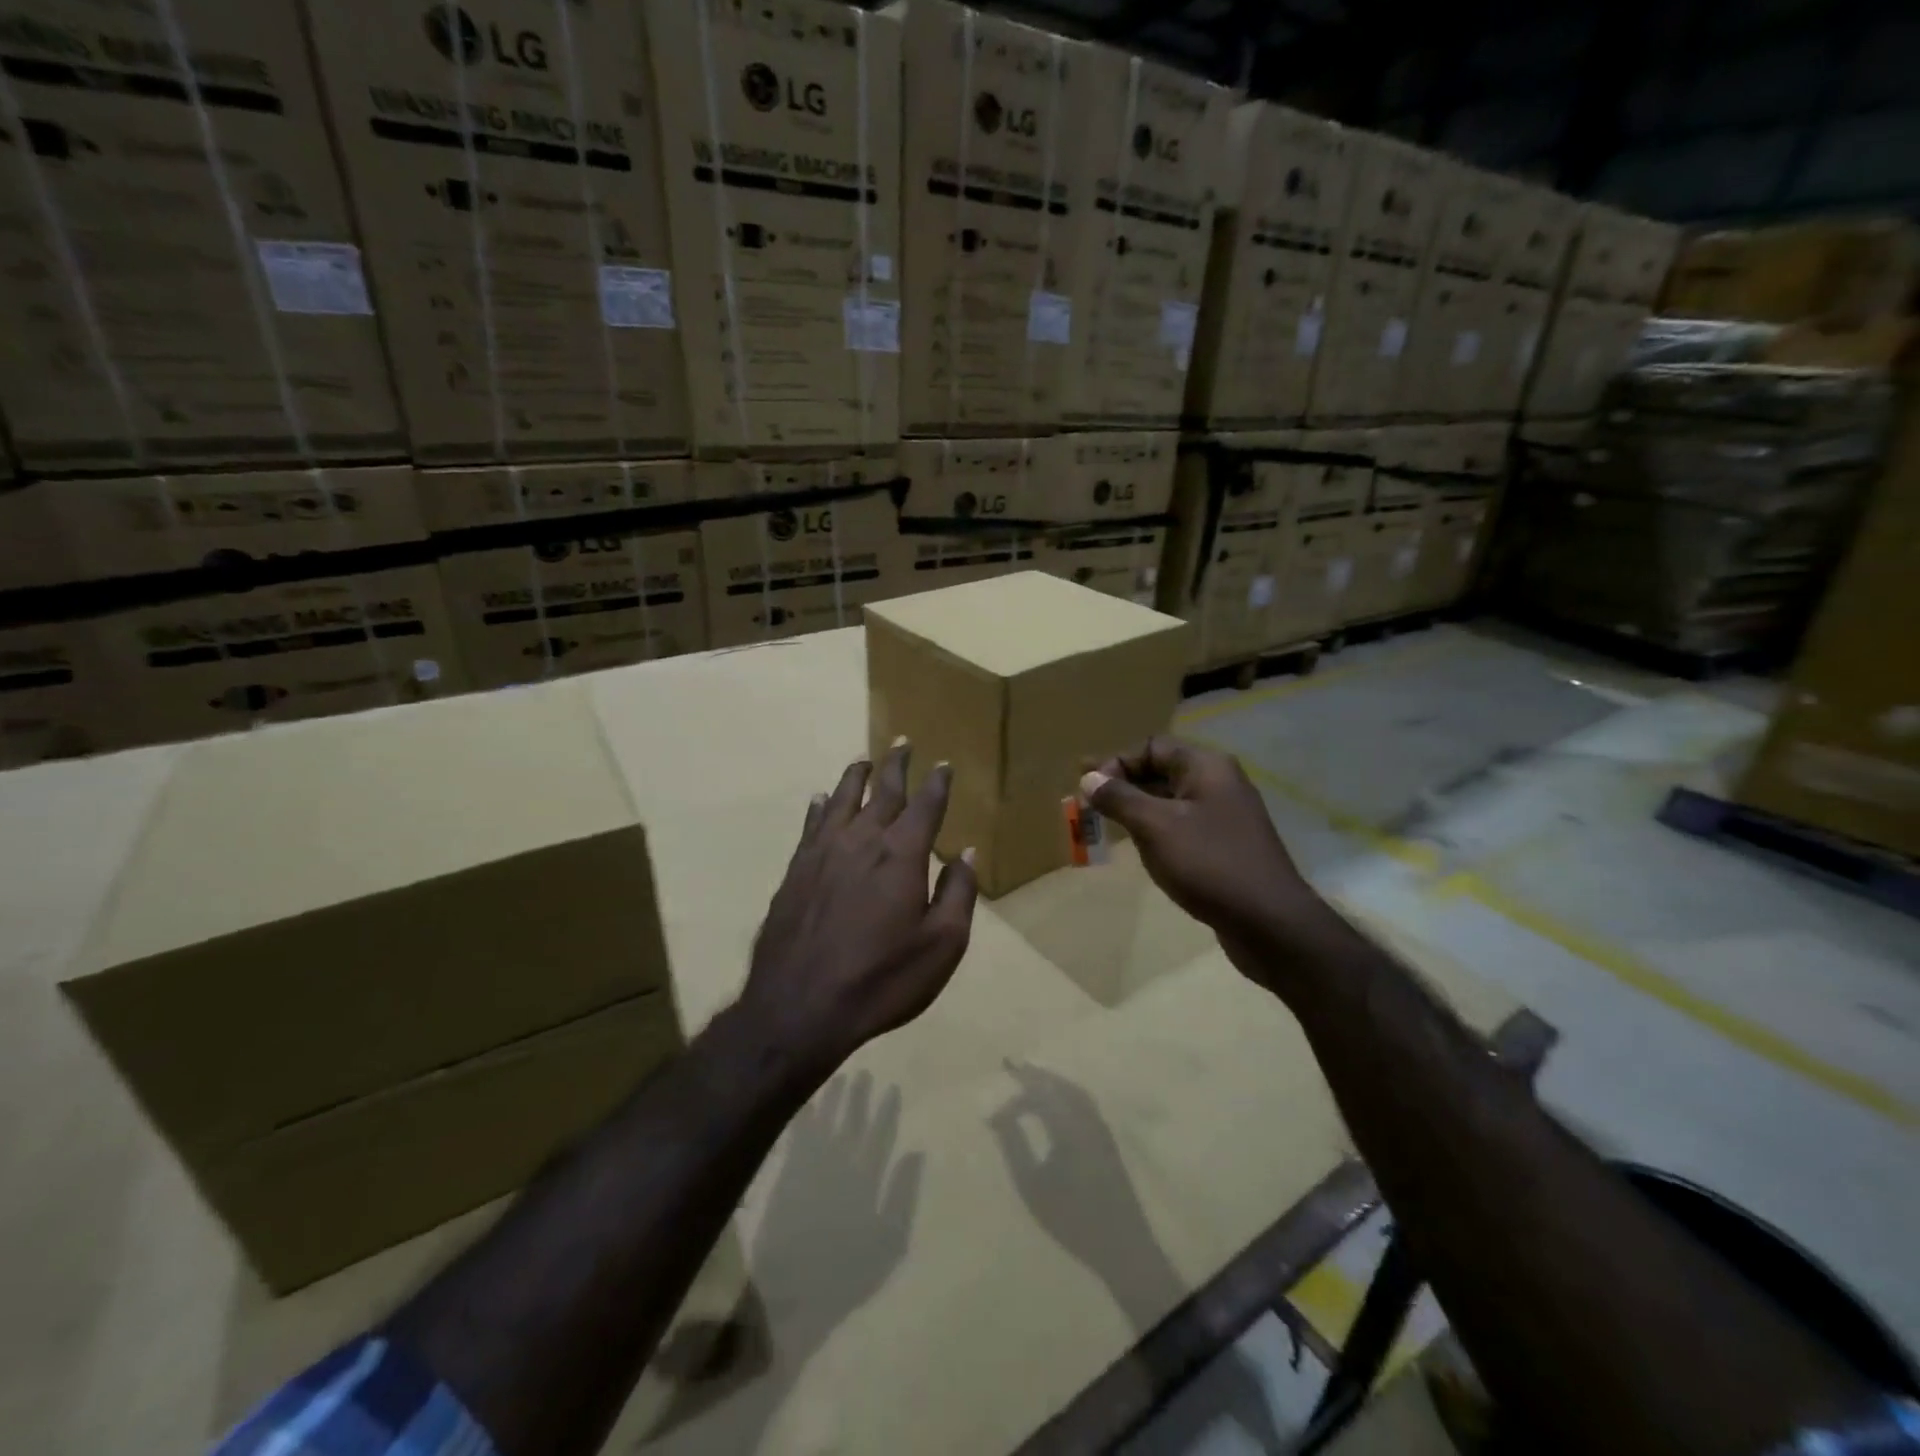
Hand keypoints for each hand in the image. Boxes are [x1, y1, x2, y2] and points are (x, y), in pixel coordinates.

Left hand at [741, 740, 977, 1078]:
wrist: (799, 1007)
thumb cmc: (882, 980)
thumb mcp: (941, 946)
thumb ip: (958, 894)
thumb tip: (966, 853)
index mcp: (902, 855)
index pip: (925, 806)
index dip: (936, 783)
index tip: (942, 764)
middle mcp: (862, 841)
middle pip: (882, 792)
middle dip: (896, 766)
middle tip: (902, 743)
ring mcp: (823, 853)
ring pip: (842, 800)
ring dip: (856, 778)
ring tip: (863, 760)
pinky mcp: (795, 871)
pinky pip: (811, 825)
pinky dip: (820, 807)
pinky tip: (820, 800)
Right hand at [989, 1060, 1176, 1318]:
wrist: (1123, 1246)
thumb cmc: (1073, 1218)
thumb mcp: (1033, 1186)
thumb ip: (1014, 1146)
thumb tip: (997, 1117)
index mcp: (1069, 1124)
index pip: (1038, 1096)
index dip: (1013, 1102)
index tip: (992, 1119)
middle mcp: (1087, 1117)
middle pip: (1059, 1085)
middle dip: (1035, 1075)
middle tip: (1013, 1065)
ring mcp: (1101, 1127)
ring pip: (1074, 1091)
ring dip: (1052, 1082)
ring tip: (1031, 1079)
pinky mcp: (1107, 1139)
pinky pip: (1083, 1102)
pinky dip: (1066, 1093)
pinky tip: (1056, 1103)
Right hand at [1079, 737, 1314, 979]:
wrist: (1270, 923)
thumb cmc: (1210, 864)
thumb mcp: (1156, 827)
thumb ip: (1120, 798)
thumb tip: (1088, 778)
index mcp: (1206, 767)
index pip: (1152, 747)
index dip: (1117, 762)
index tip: (1088, 787)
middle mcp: (1219, 783)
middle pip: (1161, 771)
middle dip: (1122, 785)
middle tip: (1086, 804)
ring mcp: (1225, 817)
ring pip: (1170, 801)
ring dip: (1136, 809)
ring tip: (1104, 825)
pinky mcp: (1225, 847)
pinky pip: (1182, 826)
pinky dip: (1156, 831)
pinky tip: (1139, 849)